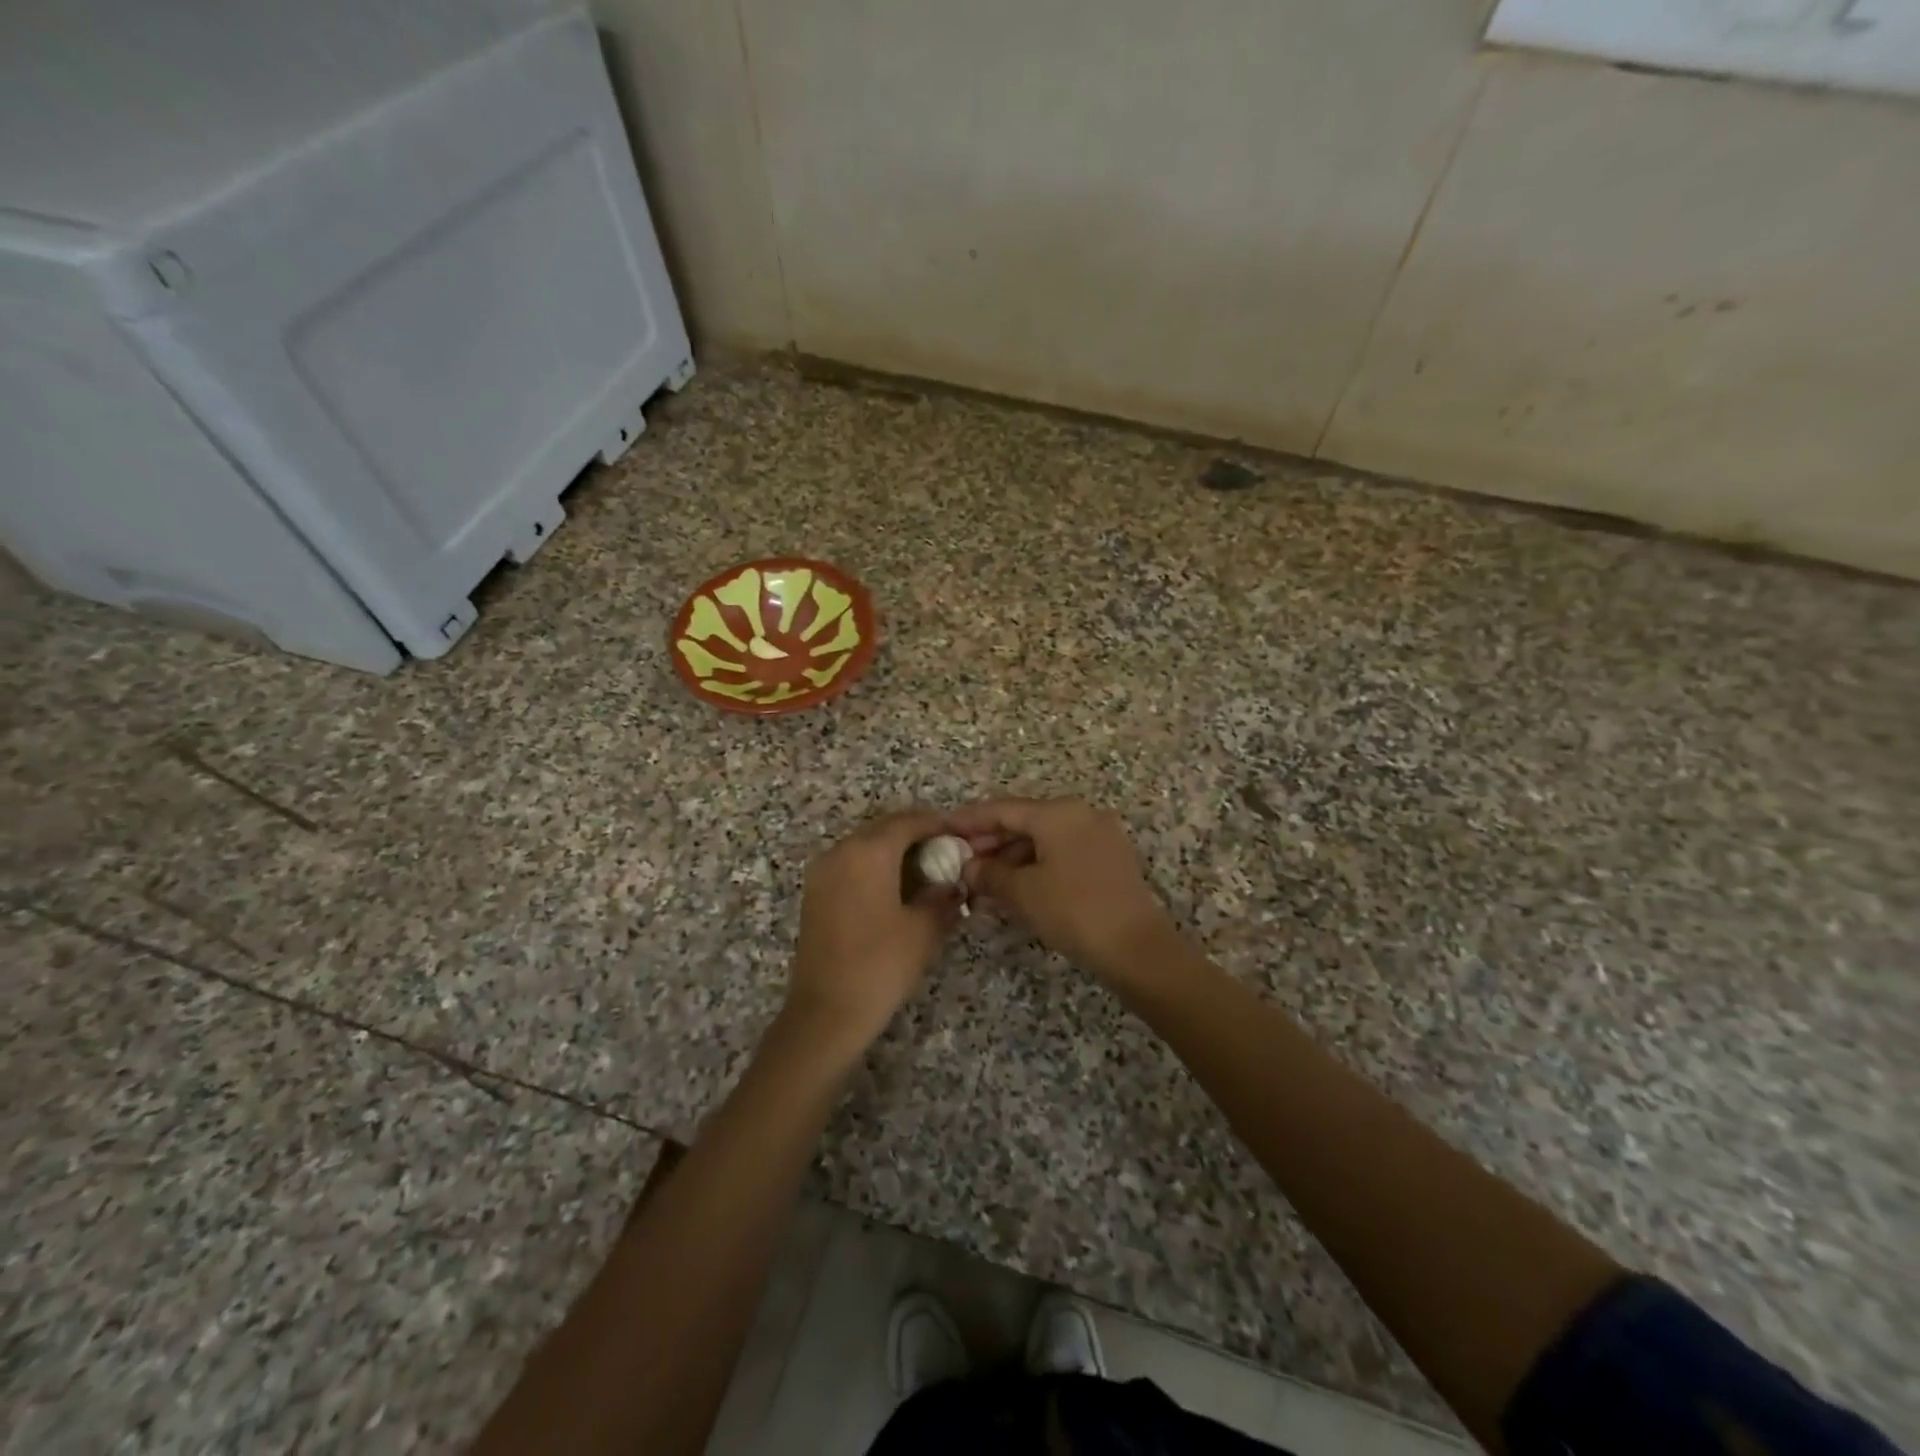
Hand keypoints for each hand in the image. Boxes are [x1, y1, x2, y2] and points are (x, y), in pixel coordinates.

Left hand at [787, 808, 962, 1046]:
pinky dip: (875, 866)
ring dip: (894, 851)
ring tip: (926, 871)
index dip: (937, 824)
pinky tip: (897, 889)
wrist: (826, 1012)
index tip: (961, 834)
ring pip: (865, 846)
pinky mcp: (815, 893)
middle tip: (947, 852)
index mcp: (868, 852)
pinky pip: (850, 864)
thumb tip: (953, 885)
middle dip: (916, 836)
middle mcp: (841, 851)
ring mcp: (823, 871)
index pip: (908, 822)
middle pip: (884, 829)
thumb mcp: (924, 930)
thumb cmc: (880, 965)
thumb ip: (943, 897)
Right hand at [949, 797, 1177, 986]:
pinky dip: (1036, 865)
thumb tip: (969, 868)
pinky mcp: (1110, 859)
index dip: (969, 820)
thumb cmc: (1074, 911)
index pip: (1003, 809)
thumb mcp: (1023, 892)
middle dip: (990, 842)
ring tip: (983, 881)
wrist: (1136, 948)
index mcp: (1059, 813)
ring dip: (1012, 857)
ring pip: (1044, 839)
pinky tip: (1016, 886)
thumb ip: (990, 874)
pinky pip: (1062, 852)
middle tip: (960, 861)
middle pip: (1025, 821)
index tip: (943, 829)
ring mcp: (1100, 835)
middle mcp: (1081, 814)